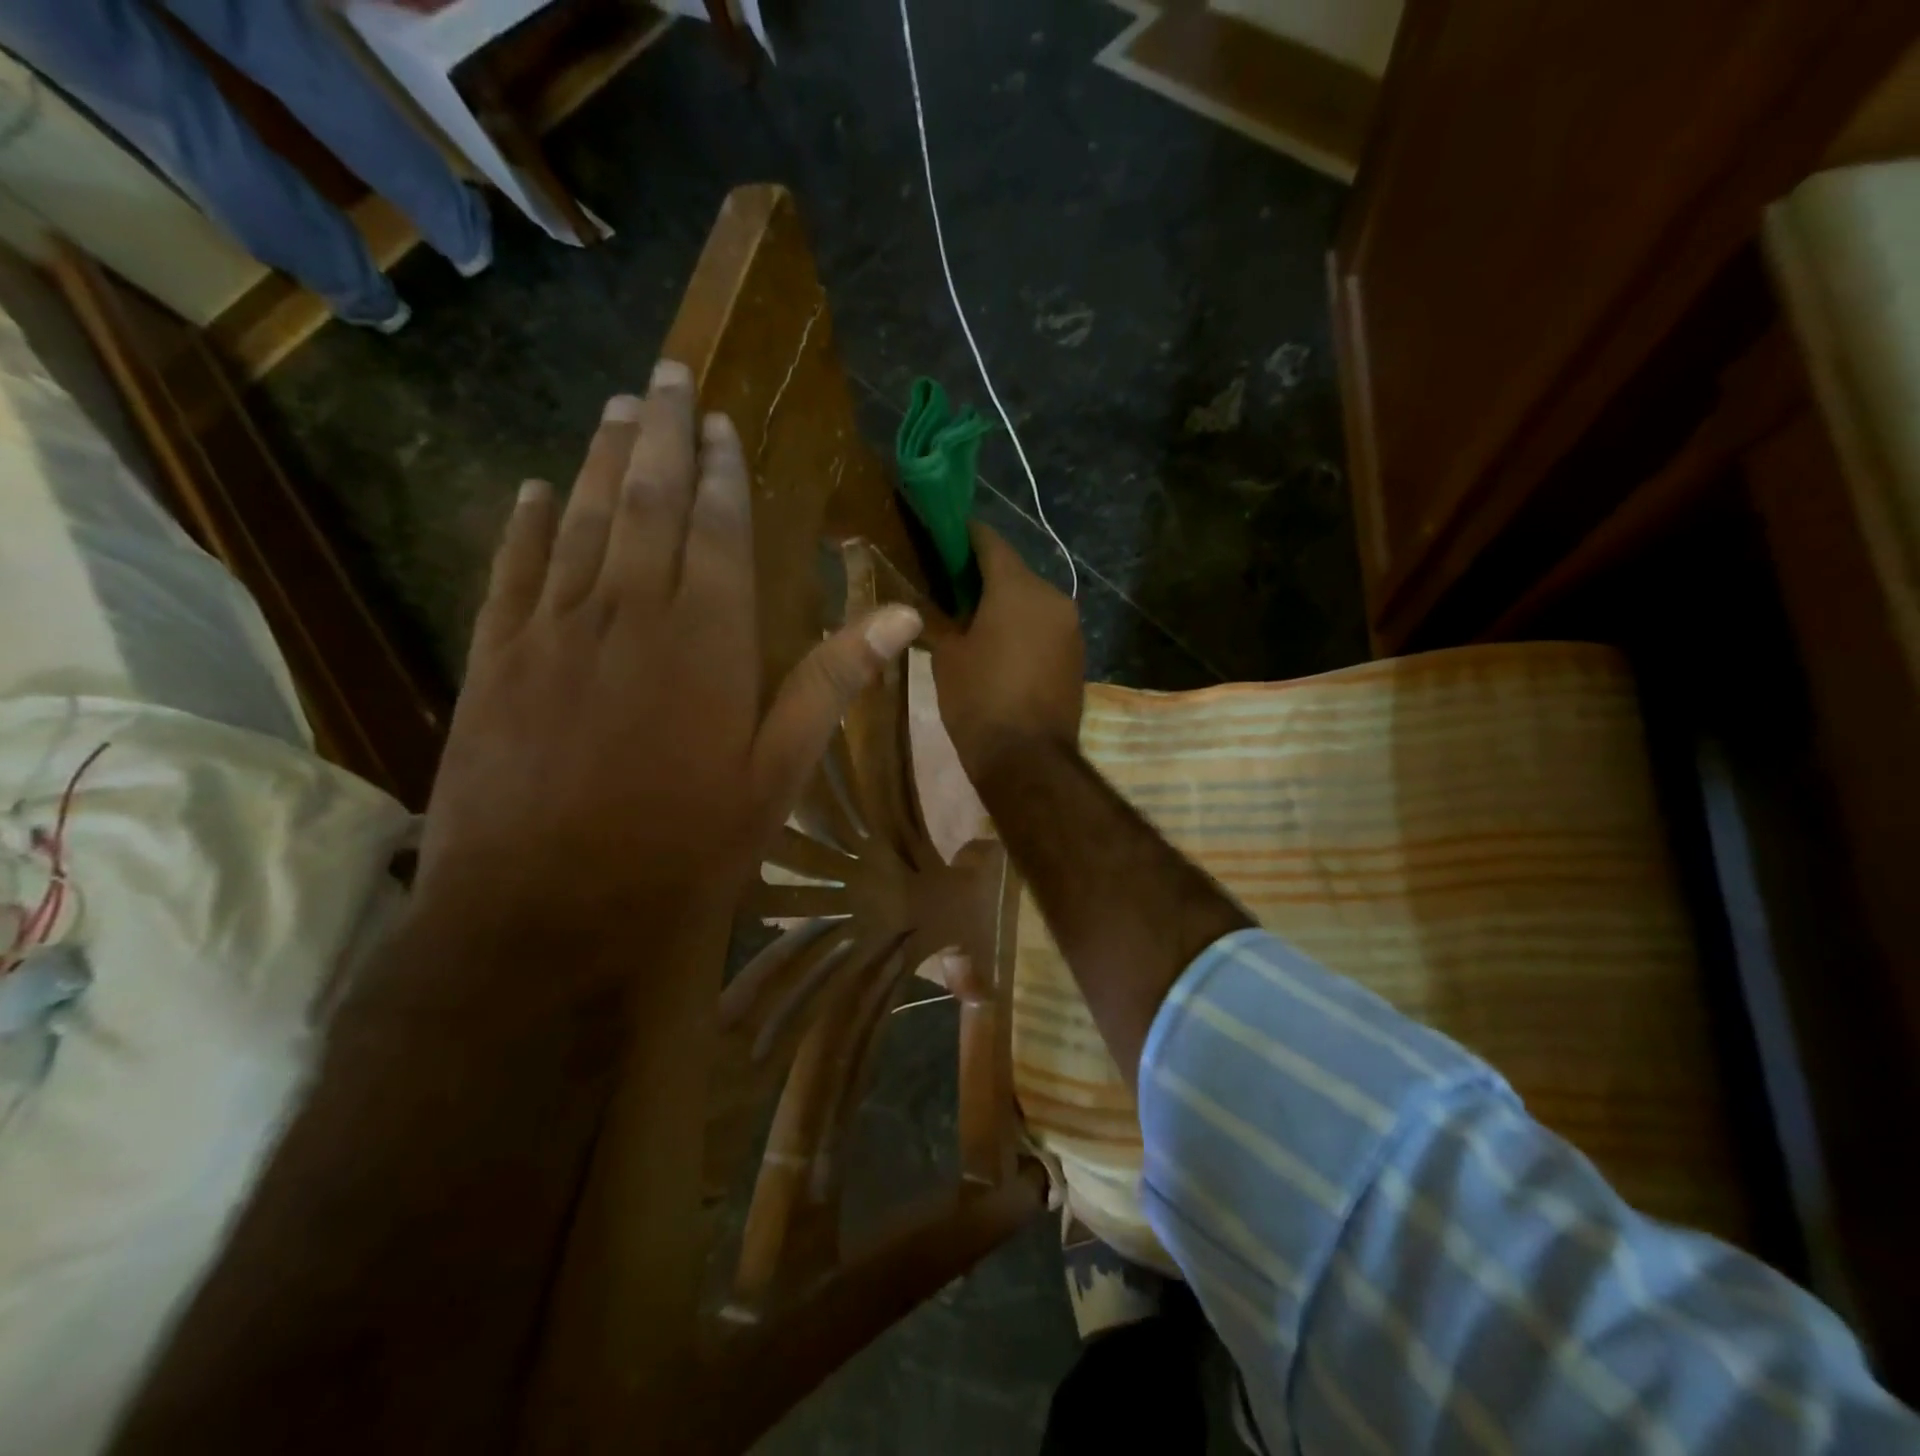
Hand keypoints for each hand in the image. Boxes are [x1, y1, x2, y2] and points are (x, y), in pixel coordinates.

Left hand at [415, 360, 921, 959]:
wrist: (543, 914)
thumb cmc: (681, 850)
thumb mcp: (776, 776)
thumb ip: (830, 685)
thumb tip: (901, 619)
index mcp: (707, 640)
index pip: (719, 529)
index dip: (722, 471)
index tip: (721, 421)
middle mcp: (630, 613)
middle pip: (647, 501)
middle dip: (660, 433)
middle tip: (665, 373)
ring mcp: (553, 631)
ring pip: (580, 521)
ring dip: (599, 458)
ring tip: (615, 407)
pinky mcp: (496, 661)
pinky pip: (513, 570)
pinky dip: (525, 525)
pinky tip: (532, 490)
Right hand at [930, 524, 1083, 787]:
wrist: (1028, 760)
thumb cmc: (979, 701)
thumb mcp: (946, 656)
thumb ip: (940, 617)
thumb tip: (933, 602)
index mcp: (1018, 587)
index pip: (988, 540)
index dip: (961, 536)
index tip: (938, 537)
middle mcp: (1052, 596)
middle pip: (1013, 571)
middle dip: (981, 576)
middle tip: (947, 588)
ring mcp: (1070, 627)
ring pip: (1030, 601)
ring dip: (1004, 604)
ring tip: (971, 622)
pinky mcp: (1077, 655)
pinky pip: (1043, 627)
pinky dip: (1022, 628)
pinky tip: (998, 647)